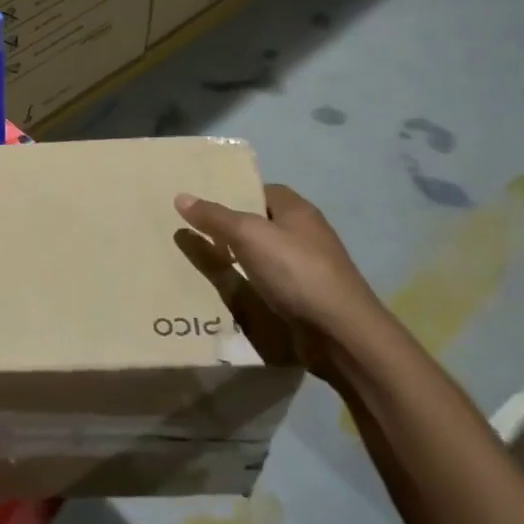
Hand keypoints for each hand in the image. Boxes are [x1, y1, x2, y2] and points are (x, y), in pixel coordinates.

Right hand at [174, 185, 393, 380]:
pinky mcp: (307, 298)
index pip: (263, 191)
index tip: (205, 205)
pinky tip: (231, 293)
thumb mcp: (249, 236)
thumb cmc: (296, 271)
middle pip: (263, 223)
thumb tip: (181, 197)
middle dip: (233, 228)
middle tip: (197, 233)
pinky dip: (251, 285)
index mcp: (298, 211)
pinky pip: (271, 284)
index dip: (235, 194)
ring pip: (266, 256)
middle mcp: (307, 234)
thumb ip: (215, 217)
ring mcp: (309, 269)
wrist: (341, 333)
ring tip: (205, 263)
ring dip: (240, 259)